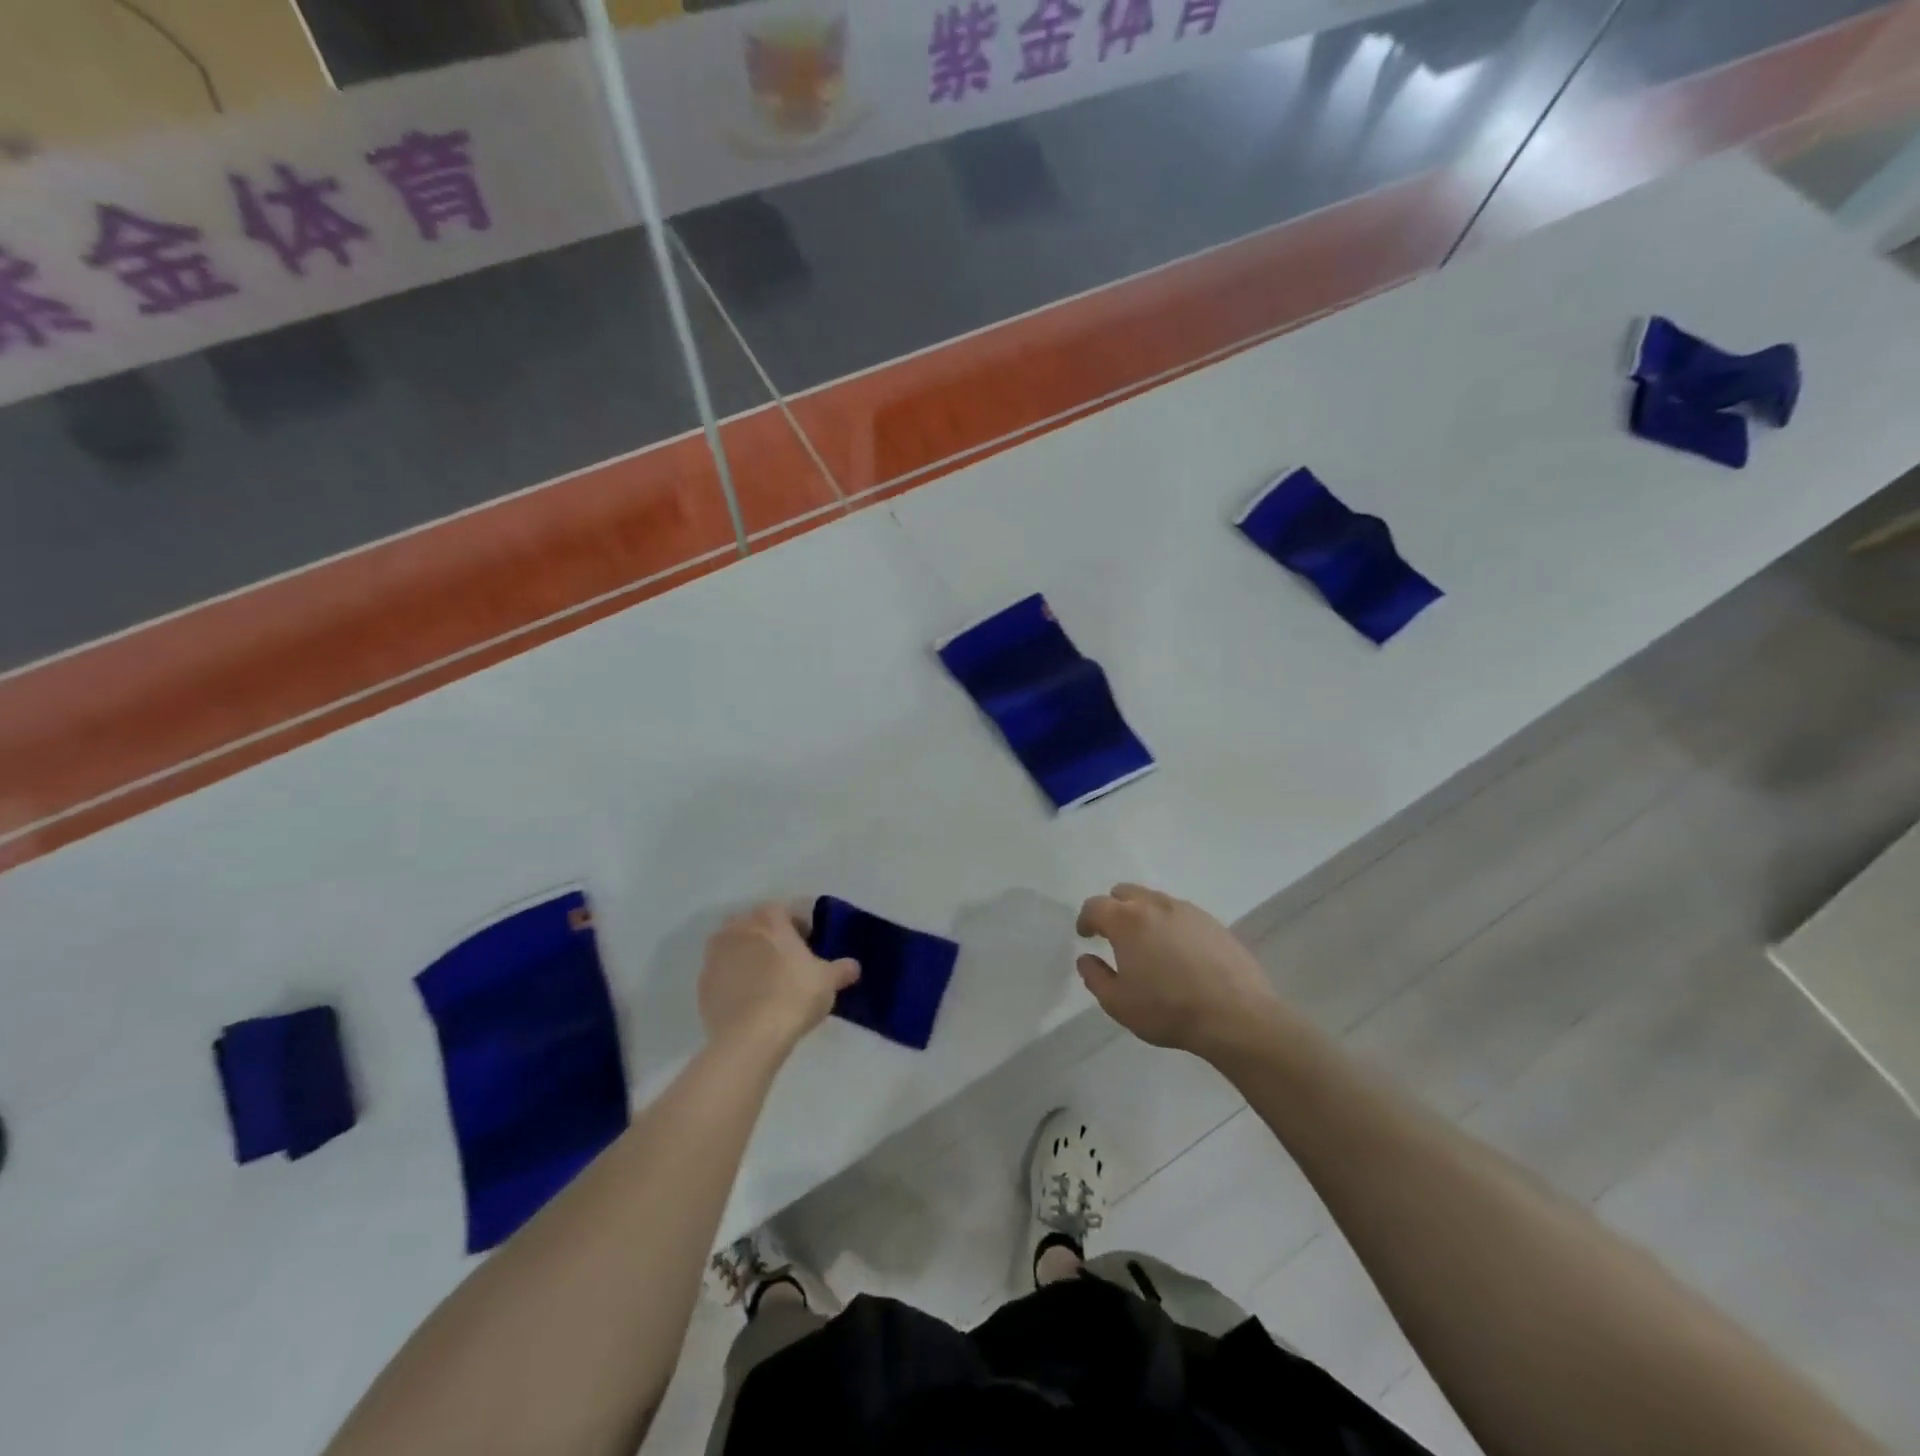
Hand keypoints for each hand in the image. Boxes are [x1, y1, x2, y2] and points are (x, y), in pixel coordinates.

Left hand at [698, 903, 858, 1052]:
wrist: (750, 1038)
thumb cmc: (794, 996)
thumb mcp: (828, 981)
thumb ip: (842, 969)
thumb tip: (853, 967)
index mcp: (768, 918)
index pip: (785, 911)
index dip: (799, 927)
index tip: (809, 946)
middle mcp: (737, 928)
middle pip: (756, 926)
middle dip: (770, 938)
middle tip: (787, 962)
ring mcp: (714, 956)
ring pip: (735, 948)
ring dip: (749, 958)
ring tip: (767, 983)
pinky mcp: (702, 984)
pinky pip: (722, 975)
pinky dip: (734, 981)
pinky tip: (749, 1001)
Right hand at [1076, 883, 1281, 1055]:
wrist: (1236, 1016)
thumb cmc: (1168, 1010)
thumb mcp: (1118, 1003)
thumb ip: (1095, 977)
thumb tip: (1086, 958)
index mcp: (1127, 920)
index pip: (1095, 905)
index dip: (1086, 919)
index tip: (1086, 935)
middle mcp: (1155, 905)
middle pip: (1125, 892)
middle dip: (1114, 909)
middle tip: (1113, 935)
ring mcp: (1188, 910)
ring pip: (1155, 900)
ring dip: (1143, 914)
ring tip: (1148, 944)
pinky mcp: (1213, 922)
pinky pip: (1181, 913)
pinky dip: (1170, 924)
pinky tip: (1178, 952)